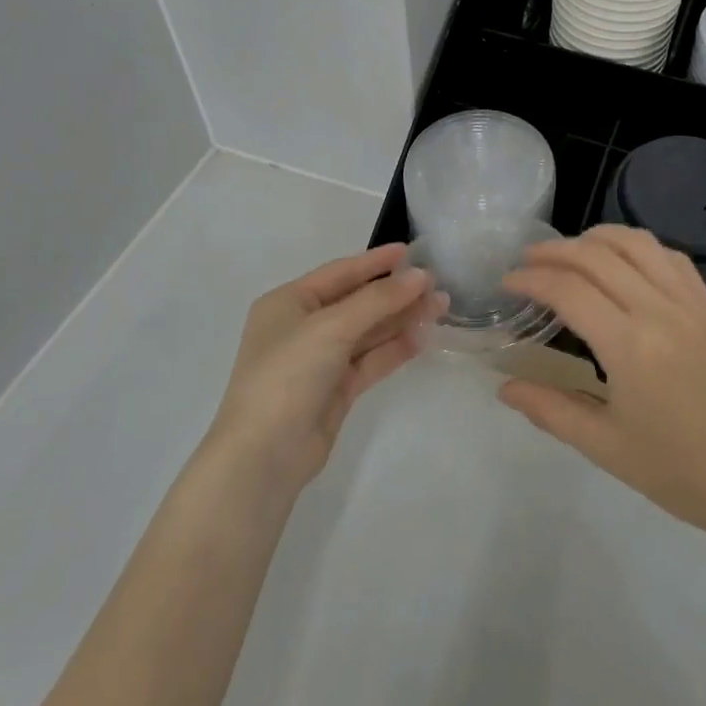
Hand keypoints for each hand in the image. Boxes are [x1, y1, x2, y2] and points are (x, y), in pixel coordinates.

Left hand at [206, 245, 444, 495]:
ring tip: (441, 307)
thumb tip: (421, 276)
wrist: (264, 454)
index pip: (339, 273)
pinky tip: (424, 337)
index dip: (375, 262)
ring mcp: (320, 360)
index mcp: (288, 303)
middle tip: (437, 285)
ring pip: (368, 332)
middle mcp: (303, 327)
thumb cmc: (288, 374)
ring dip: (401, 319)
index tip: (410, 251)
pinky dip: (396, 348)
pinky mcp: (337, 389)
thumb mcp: (332, 328)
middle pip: (357, 302)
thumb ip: (378, 300)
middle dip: (396, 293)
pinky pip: (371, 359)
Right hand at [499, 225, 705, 549]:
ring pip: (637, 244)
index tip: (507, 282)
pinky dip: (638, 248)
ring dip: (596, 238)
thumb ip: (549, 409)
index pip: (569, 289)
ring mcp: (691, 304)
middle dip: (554, 250)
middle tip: (527, 261)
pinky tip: (622, 263)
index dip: (531, 278)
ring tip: (570, 252)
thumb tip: (504, 386)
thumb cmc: (675, 470)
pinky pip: (671, 258)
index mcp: (630, 347)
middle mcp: (660, 311)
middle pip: (598, 255)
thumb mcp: (602, 445)